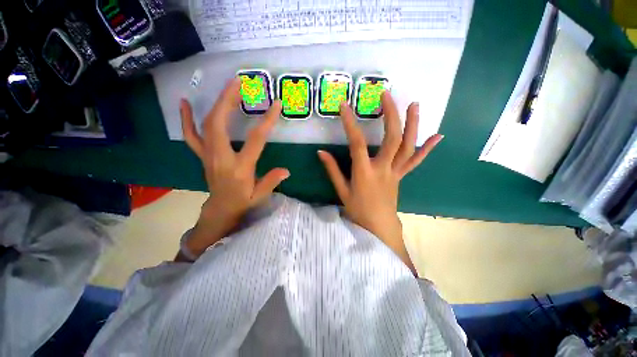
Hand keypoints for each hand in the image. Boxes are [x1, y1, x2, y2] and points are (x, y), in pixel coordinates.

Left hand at [179, 78, 288, 258]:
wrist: (220, 210)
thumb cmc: (242, 203)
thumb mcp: (260, 196)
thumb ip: (272, 181)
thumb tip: (287, 171)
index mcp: (239, 168)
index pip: (255, 140)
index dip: (266, 121)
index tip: (276, 105)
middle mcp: (220, 158)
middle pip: (219, 124)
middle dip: (228, 100)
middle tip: (238, 82)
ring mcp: (208, 155)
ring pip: (206, 125)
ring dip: (215, 103)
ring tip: (226, 87)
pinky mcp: (202, 155)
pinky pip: (191, 135)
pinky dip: (186, 118)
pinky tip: (185, 103)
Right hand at [317, 92, 442, 272]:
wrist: (378, 226)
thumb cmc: (358, 210)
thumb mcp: (341, 190)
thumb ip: (332, 169)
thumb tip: (321, 152)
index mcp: (364, 173)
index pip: (356, 143)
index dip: (350, 124)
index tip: (344, 106)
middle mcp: (383, 168)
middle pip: (391, 138)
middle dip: (390, 114)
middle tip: (386, 95)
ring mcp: (396, 171)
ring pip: (408, 146)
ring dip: (412, 124)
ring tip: (414, 104)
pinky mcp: (402, 175)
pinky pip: (416, 161)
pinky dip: (427, 148)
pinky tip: (439, 136)